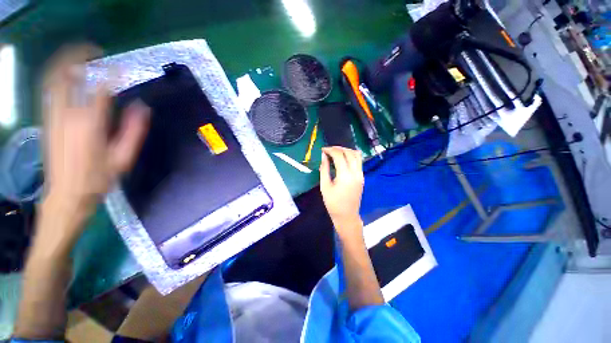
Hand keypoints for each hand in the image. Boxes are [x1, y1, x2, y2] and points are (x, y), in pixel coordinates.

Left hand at [41, 45, 148, 238]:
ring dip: (65, 64)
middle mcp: (68, 115)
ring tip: (81, 60)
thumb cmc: (98, 179)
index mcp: (90, 125)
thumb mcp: (123, 158)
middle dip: (77, 57)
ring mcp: (53, 116)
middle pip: (65, 75)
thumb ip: (134, 131)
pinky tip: (69, 79)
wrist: (66, 195)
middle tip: (93, 51)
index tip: (121, 68)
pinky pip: (50, 91)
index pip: (101, 89)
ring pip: (53, 80)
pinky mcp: (47, 121)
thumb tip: (143, 108)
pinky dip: (58, 78)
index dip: (112, 74)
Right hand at [319, 147, 363, 235]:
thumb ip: (324, 169)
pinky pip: (358, 161)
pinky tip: (343, 158)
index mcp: (345, 176)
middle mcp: (355, 173)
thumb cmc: (333, 203)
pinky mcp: (362, 177)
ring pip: (357, 155)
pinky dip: (351, 156)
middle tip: (328, 149)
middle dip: (338, 148)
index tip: (323, 149)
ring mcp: (361, 175)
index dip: (330, 150)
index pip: (339, 156)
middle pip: (349, 153)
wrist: (346, 215)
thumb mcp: (325, 186)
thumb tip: (323, 156)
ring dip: (346, 150)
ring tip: (336, 152)